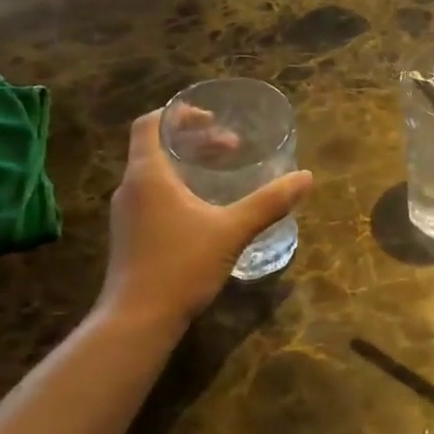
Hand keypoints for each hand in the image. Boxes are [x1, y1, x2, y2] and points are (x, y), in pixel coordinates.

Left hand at [92, 110, 312, 328]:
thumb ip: (268, 203)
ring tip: (221, 176)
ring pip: (155, 175)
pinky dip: (178, 190)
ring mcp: (127, 214)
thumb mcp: (232, 231)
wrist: (137, 319)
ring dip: (187, 167)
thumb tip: (306, 177)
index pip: (151, 124)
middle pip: (156, 148)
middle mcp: (131, 188)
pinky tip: (205, 211)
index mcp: (149, 175)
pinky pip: (153, 197)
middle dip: (195, 142)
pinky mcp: (130, 236)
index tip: (212, 118)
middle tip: (231, 148)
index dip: (180, 114)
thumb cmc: (181, 266)